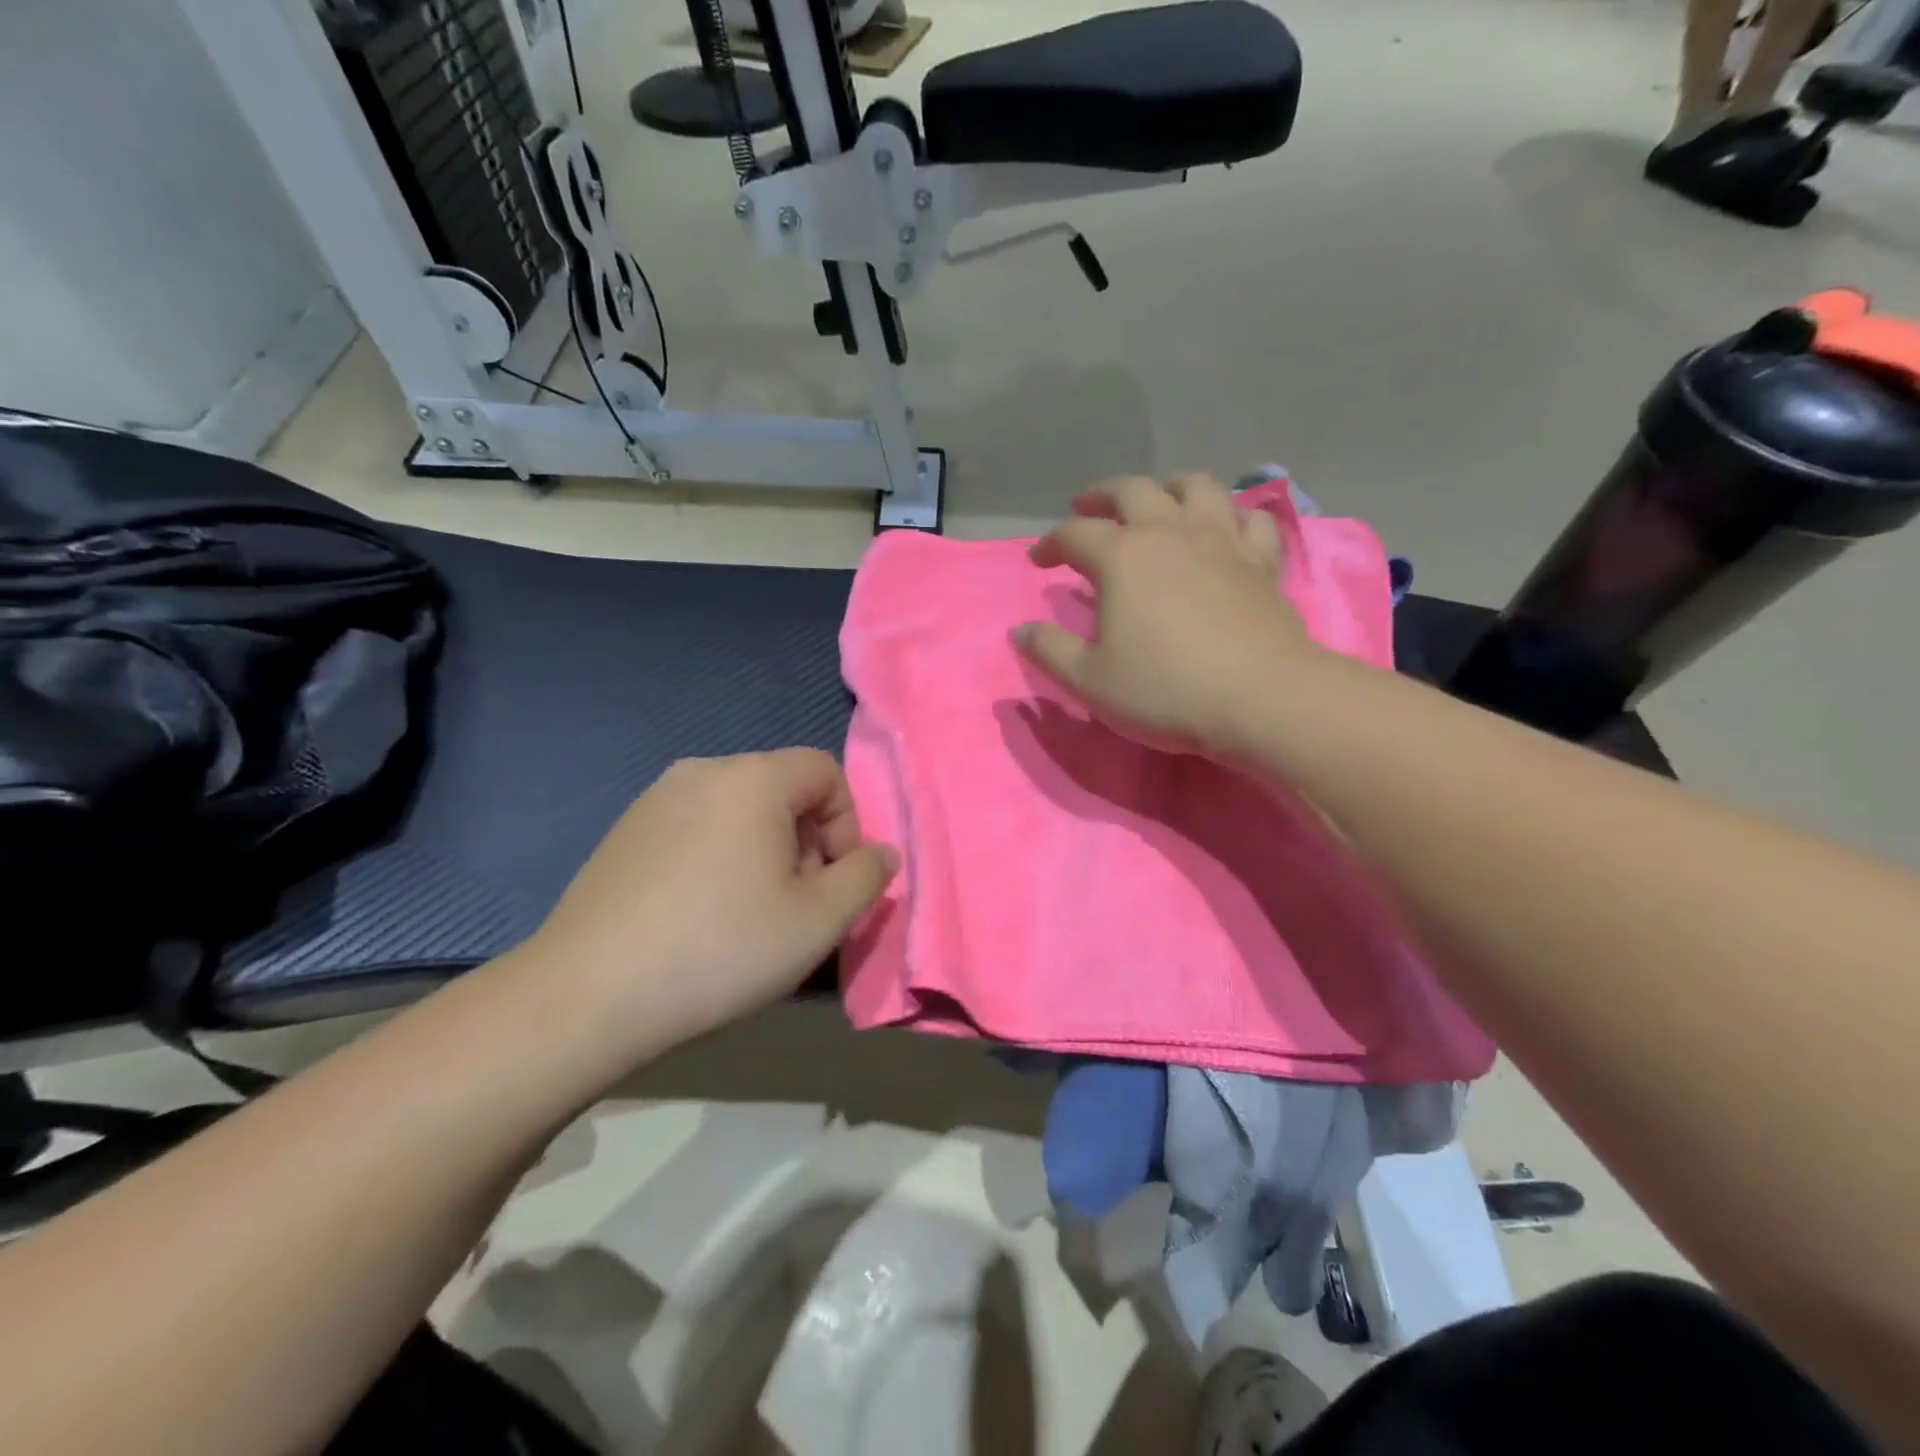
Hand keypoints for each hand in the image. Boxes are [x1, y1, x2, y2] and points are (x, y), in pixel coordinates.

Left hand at [523, 750, 895, 1047]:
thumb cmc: (720, 949)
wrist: (587, 995)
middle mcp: (702, 771)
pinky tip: (699, 915)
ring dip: (764, 851)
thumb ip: (866, 878)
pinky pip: (696, 827)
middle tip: (795, 904)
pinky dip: (718, 857)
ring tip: (749, 914)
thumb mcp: (818, 921)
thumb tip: (882, 854)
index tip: (833, 880)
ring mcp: (655, 799)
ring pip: (738, 810)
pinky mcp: (624, 832)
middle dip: (806, 840)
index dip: (846, 823)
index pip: (825, 771)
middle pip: (782, 789)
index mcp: (753, 779)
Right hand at [1015, 475, 1318, 754]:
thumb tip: (1020, 631)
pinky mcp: (1261, 561)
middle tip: (1087, 508)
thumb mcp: (1089, 680)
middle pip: (1133, 490)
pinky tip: (1226, 528)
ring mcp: (1221, 541)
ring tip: (1158, 501)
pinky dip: (1233, 515)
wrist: (1260, 699)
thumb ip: (1050, 651)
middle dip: (1103, 496)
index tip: (1039, 560)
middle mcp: (1170, 533)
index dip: (1051, 543)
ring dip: (1169, 486)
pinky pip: (1251, 519)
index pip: (1075, 534)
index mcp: (1122, 556)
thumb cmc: (1165, 689)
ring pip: (1196, 487)